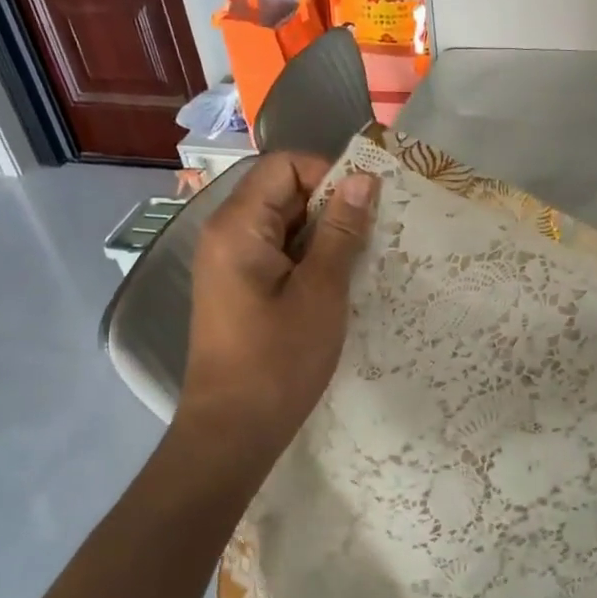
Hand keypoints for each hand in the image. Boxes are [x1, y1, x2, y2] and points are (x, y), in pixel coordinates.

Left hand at [179, 154, 379, 462]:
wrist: (233, 431)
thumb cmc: (278, 360)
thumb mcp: (321, 291)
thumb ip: (341, 230)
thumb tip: (362, 179)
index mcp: (237, 226)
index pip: (283, 166)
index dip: (326, 174)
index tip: (365, 205)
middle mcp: (226, 234)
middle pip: (281, 191)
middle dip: (329, 205)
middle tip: (371, 236)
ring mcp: (229, 262)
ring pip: (283, 224)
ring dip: (323, 234)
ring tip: (359, 261)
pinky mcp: (238, 287)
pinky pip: (277, 252)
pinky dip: (308, 257)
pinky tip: (336, 282)